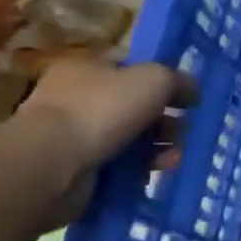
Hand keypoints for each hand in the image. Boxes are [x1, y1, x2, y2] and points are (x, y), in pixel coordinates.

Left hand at [18, 59, 194, 200]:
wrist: (49, 167)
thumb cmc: (101, 110)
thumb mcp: (155, 79)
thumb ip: (179, 81)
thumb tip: (191, 91)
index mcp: (87, 69)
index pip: (131, 66)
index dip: (161, 78)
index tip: (185, 96)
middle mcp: (77, 99)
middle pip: (135, 106)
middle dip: (164, 120)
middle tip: (183, 131)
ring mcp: (73, 137)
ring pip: (130, 138)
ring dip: (157, 148)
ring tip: (173, 159)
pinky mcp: (74, 171)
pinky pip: (117, 167)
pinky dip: (137, 171)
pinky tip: (152, 174)